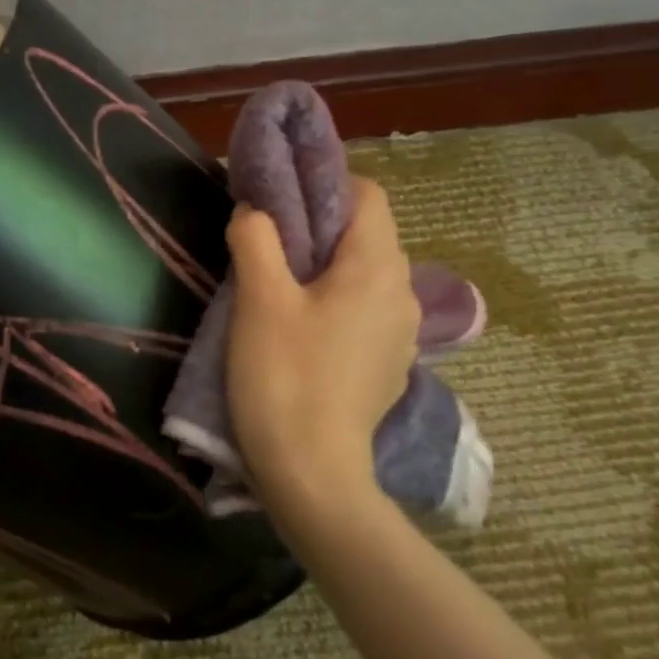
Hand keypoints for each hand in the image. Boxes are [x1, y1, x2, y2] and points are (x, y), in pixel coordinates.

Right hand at [224, 176, 420, 514]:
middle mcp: (402, 293)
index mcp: (377, 267)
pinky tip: (304, 333)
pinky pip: (365, 313)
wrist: (313, 474)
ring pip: (365, 276)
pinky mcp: (389, 366)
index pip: (367, 194)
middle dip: (320, 228)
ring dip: (327, 269)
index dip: (325, 184)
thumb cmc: (284, 377)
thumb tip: (255, 211)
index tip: (281, 201)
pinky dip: (337, 304)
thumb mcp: (259, 299)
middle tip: (270, 244)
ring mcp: (402, 334)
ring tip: (282, 289)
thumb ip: (256, 238)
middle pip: (367, 235)